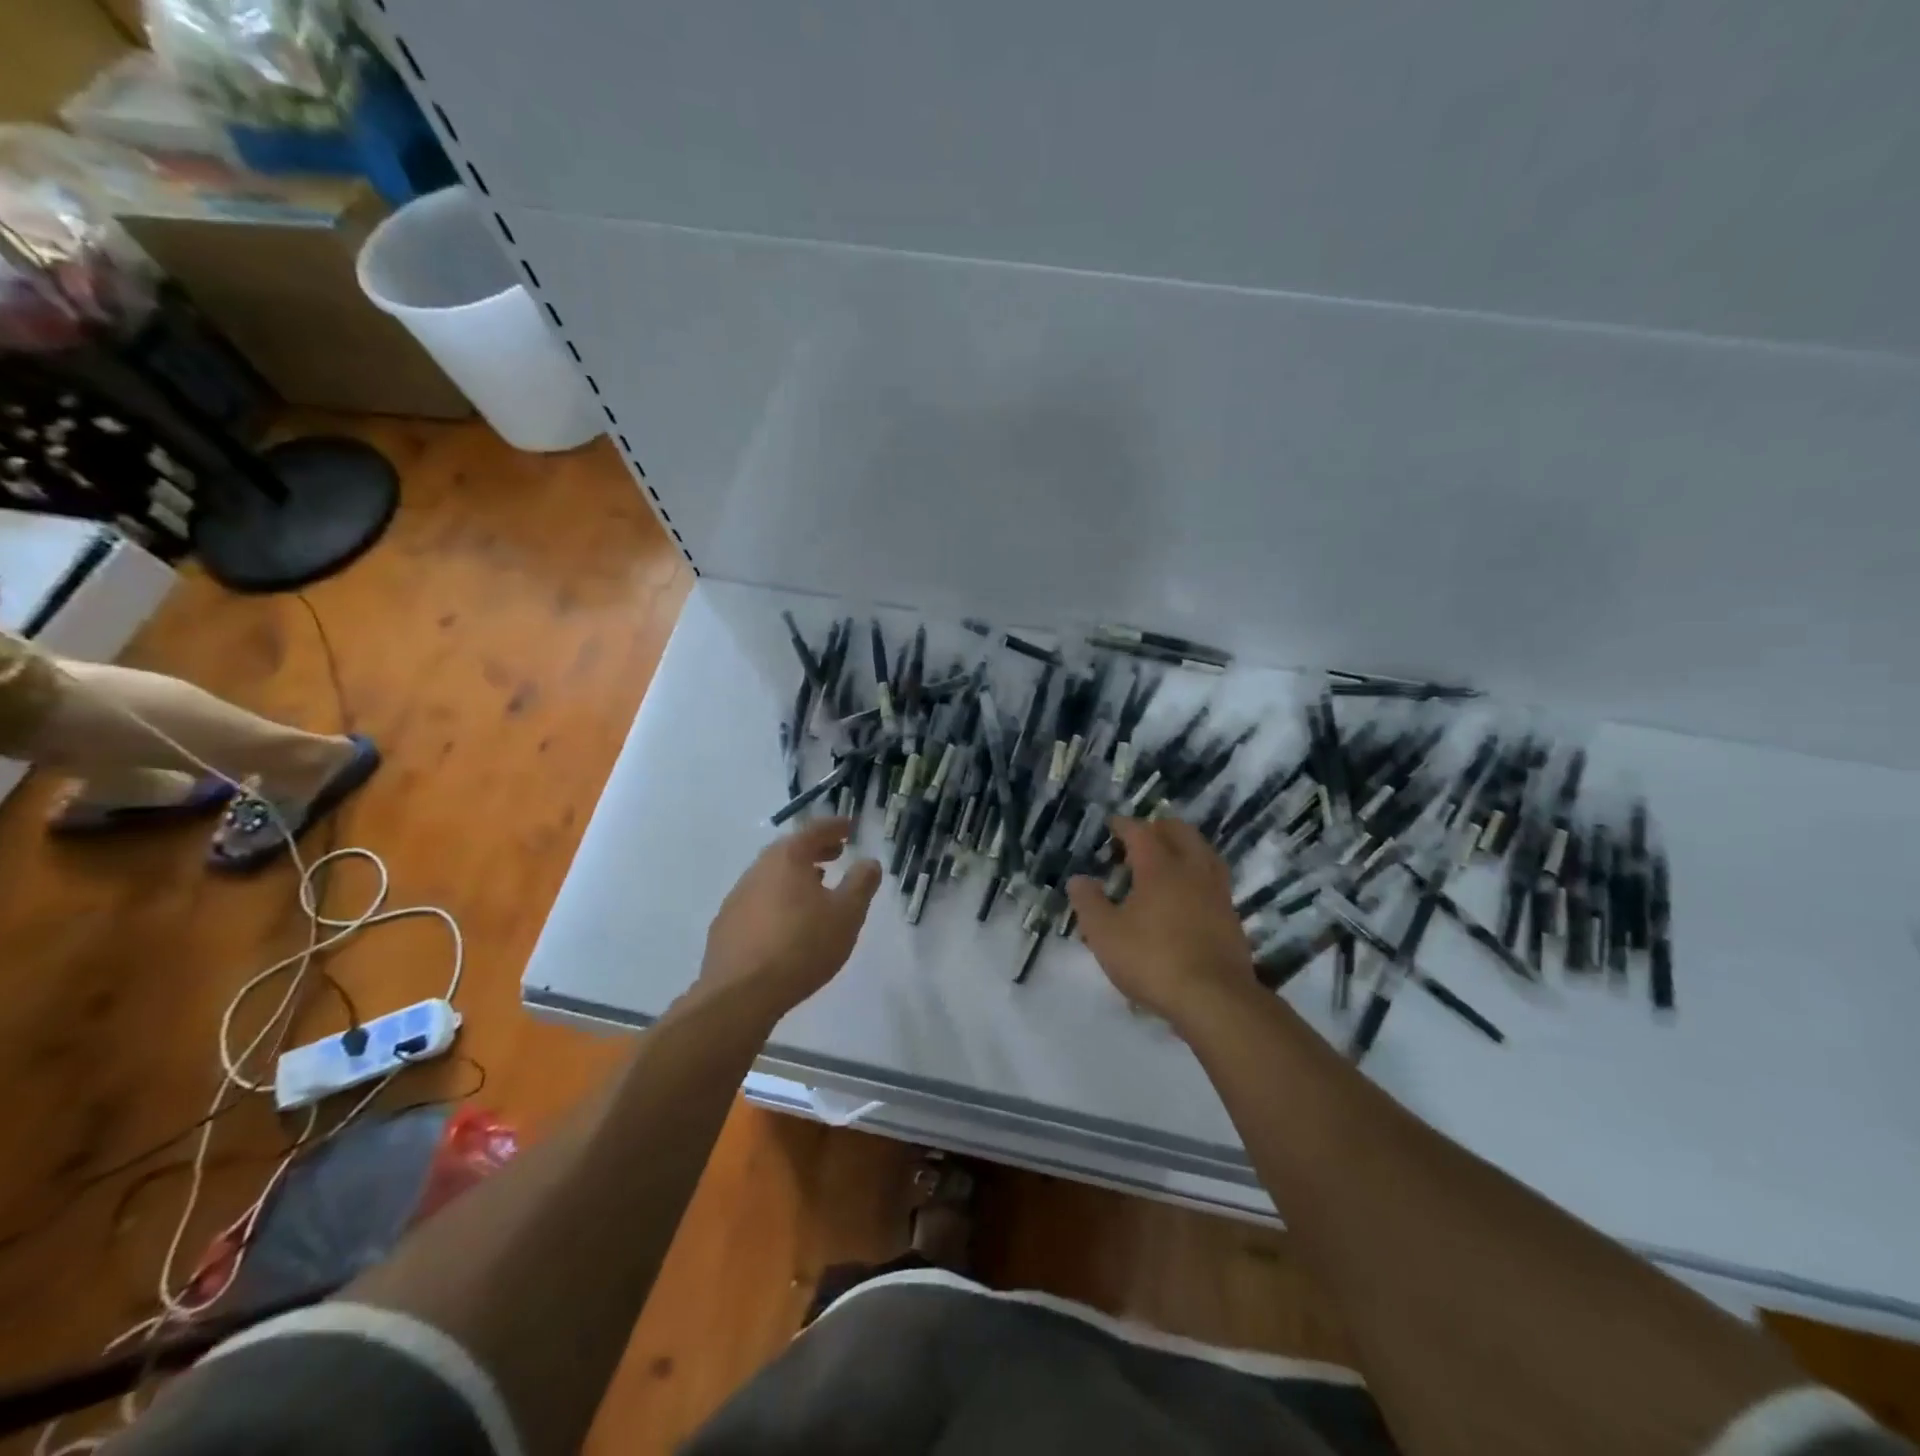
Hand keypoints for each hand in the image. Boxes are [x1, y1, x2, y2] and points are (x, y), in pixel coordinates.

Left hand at [699, 817, 881, 1021]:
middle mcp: (757, 870)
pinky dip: (778, 900)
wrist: (741, 995)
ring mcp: (736, 899)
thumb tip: (869, 862)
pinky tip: (787, 923)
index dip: (835, 827)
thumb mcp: (847, 914)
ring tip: (816, 889)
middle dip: (814, 850)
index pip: (814, 831)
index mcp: (787, 859)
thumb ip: (861, 883)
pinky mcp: (725, 927)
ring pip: (771, 877)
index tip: (850, 827)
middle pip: (789, 851)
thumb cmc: (802, 946)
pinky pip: (758, 902)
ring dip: (795, 876)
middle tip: (836, 854)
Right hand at [1067, 817, 1256, 1026]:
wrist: (1215, 999)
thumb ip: (1089, 903)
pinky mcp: (1231, 916)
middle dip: (1159, 828)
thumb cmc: (1153, 960)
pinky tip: (1187, 893)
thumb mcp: (1105, 934)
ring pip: (1203, 853)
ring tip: (1167, 859)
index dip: (1124, 825)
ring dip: (1184, 847)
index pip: (1141, 832)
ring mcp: (1217, 892)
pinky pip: (1213, 879)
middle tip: (1140, 838)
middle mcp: (1192, 870)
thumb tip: (1078, 879)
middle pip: (1180, 832)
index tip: (1113, 825)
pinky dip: (1198, 874)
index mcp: (1159, 867)